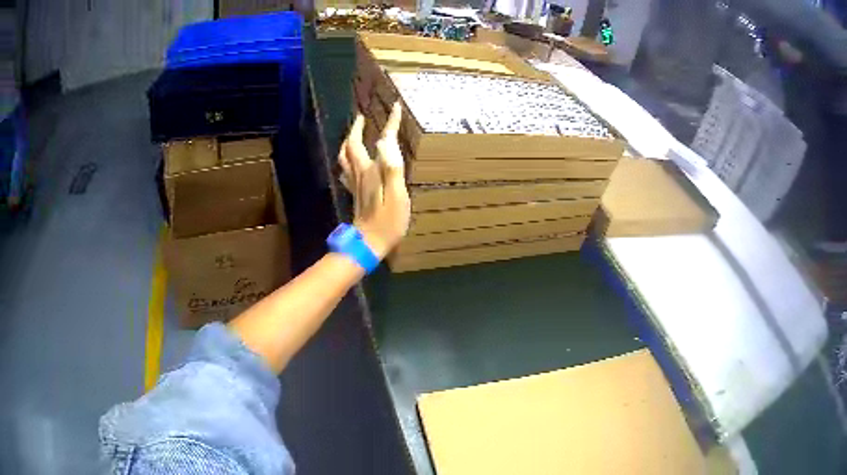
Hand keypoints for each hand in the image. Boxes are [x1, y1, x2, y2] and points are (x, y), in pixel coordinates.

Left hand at [339, 102, 410, 258]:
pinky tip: (350, 162)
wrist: (368, 244)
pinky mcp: (354, 193)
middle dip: (357, 128)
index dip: (389, 124)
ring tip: (354, 134)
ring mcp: (355, 184)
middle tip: (362, 117)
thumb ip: (392, 168)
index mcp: (372, 171)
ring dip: (348, 141)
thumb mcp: (397, 195)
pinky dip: (347, 159)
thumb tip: (384, 141)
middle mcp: (360, 173)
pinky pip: (345, 171)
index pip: (380, 141)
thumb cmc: (388, 222)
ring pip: (345, 156)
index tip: (395, 108)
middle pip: (352, 145)